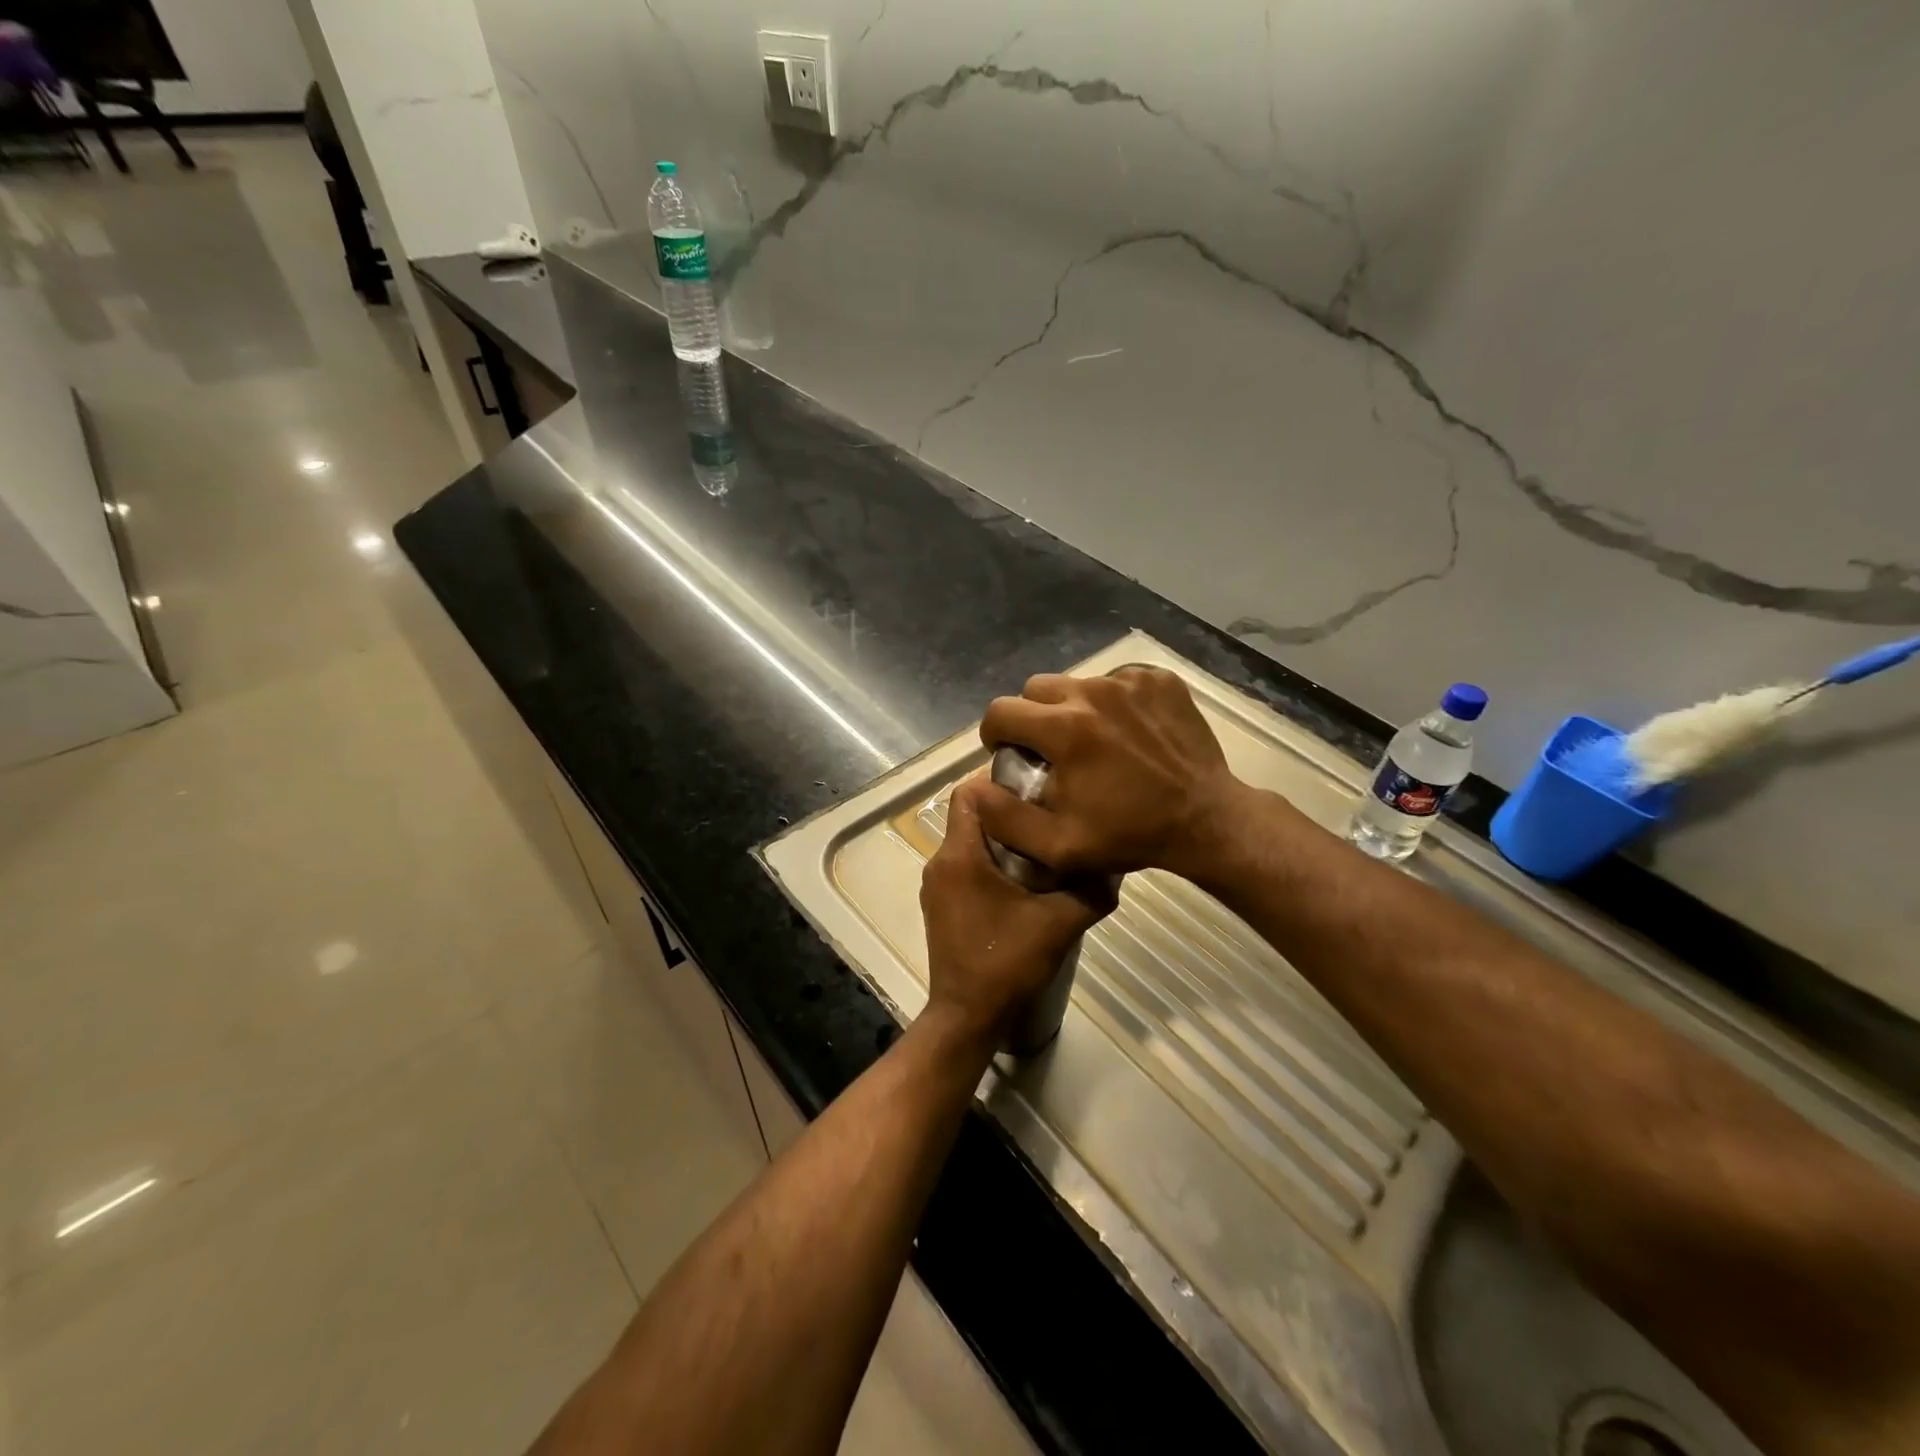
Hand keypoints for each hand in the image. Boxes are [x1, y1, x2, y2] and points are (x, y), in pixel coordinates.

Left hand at [919, 776, 1115, 1044]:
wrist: (967, 1017)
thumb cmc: (1008, 963)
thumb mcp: (1061, 923)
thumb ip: (1091, 889)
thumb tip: (1114, 863)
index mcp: (960, 855)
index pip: (968, 793)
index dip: (1000, 783)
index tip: (1036, 789)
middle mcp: (940, 862)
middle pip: (972, 816)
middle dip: (1009, 812)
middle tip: (1050, 817)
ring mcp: (937, 885)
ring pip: (969, 842)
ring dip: (1002, 840)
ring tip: (1044, 848)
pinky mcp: (941, 905)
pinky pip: (965, 866)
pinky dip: (991, 863)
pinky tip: (1024, 883)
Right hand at [977, 667, 1250, 880]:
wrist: (1206, 820)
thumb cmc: (1129, 835)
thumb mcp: (1058, 846)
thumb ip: (1005, 818)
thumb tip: (972, 790)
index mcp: (1064, 729)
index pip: (1001, 711)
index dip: (996, 735)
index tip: (1010, 755)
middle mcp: (1093, 692)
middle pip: (1036, 689)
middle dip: (1032, 718)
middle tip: (1051, 749)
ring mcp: (1130, 681)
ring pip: (1076, 683)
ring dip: (1072, 709)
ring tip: (1092, 741)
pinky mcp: (1159, 680)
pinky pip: (1117, 681)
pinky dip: (1112, 703)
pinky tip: (1127, 733)